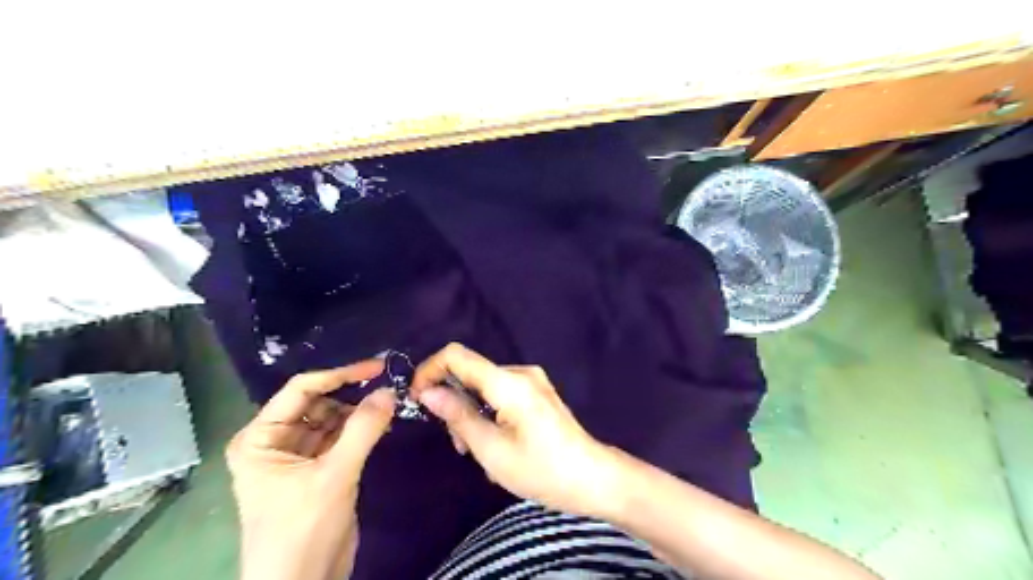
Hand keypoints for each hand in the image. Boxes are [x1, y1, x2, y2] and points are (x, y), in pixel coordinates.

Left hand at [226, 358, 395, 578]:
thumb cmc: (303, 529)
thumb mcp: (334, 475)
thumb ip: (363, 428)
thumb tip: (390, 390)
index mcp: (260, 438)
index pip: (301, 390)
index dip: (339, 375)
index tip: (377, 367)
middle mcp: (275, 441)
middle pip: (318, 402)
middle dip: (351, 395)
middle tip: (388, 388)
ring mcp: (297, 455)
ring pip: (332, 418)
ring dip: (359, 412)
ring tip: (389, 408)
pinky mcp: (317, 469)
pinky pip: (340, 437)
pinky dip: (361, 429)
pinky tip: (383, 425)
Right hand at [410, 345, 620, 515]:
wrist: (594, 478)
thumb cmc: (542, 470)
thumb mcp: (492, 450)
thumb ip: (458, 416)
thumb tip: (427, 392)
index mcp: (509, 382)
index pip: (456, 355)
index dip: (430, 370)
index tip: (417, 398)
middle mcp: (520, 372)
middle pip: (470, 373)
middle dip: (453, 403)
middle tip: (459, 444)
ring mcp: (532, 381)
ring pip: (484, 386)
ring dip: (471, 414)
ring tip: (479, 452)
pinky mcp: (537, 393)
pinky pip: (501, 394)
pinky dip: (488, 414)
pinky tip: (496, 444)